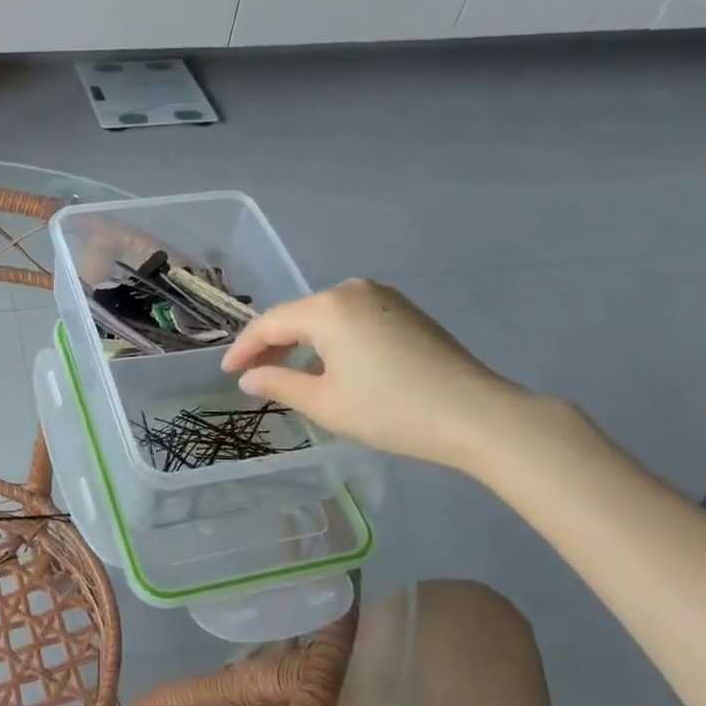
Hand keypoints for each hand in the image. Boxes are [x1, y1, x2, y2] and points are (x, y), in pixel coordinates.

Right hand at [221, 279, 537, 474]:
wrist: (477, 415)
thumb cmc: (391, 410)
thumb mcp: (325, 403)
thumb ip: (278, 384)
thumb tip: (249, 377)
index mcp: (327, 307)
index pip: (270, 324)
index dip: (244, 349)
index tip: (227, 372)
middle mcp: (352, 290)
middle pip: (298, 316)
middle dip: (273, 345)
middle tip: (254, 375)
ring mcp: (383, 297)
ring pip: (325, 317)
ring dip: (303, 344)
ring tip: (289, 375)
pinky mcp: (405, 310)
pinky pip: (352, 319)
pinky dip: (333, 340)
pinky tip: (330, 366)